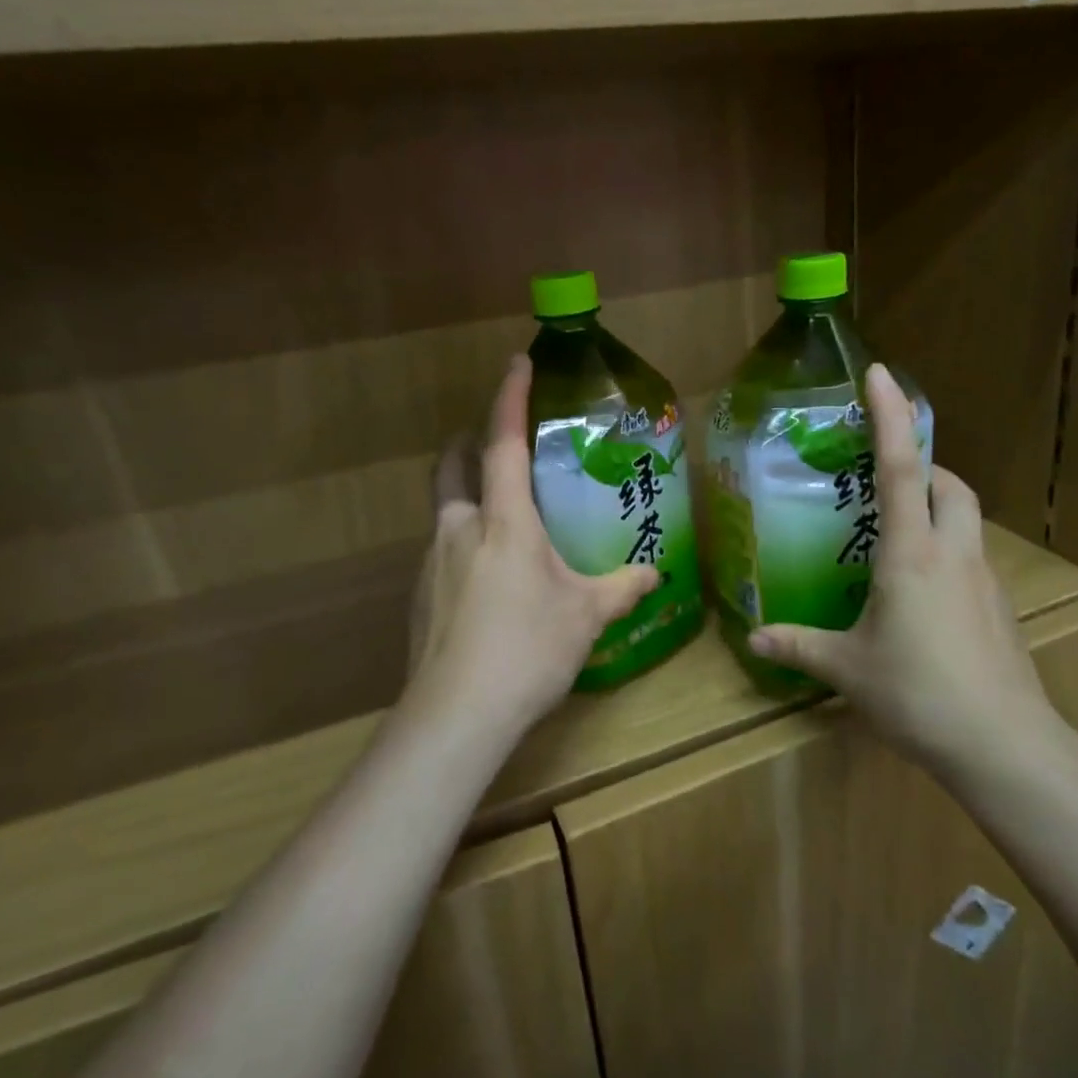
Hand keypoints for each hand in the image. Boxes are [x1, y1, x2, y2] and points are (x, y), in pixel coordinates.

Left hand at [405, 356, 656, 739]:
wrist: (456, 715)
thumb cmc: (528, 648)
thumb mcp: (586, 616)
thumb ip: (622, 588)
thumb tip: (656, 575)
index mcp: (503, 521)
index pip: (502, 443)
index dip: (509, 399)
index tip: (517, 362)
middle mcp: (459, 529)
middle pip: (451, 466)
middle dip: (468, 443)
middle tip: (494, 444)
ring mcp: (432, 562)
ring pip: (443, 509)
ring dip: (466, 498)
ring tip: (502, 521)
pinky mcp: (420, 596)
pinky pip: (442, 551)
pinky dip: (463, 544)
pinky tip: (487, 581)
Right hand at [746, 364, 1063, 775]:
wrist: (1004, 745)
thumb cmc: (918, 693)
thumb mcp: (847, 668)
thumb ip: (799, 646)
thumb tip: (754, 637)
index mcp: (911, 554)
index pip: (901, 467)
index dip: (890, 416)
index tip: (880, 373)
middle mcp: (952, 553)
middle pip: (950, 486)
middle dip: (924, 466)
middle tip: (888, 478)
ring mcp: (984, 580)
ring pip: (967, 520)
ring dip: (939, 507)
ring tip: (901, 533)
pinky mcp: (999, 608)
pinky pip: (972, 558)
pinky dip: (949, 551)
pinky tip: (923, 592)